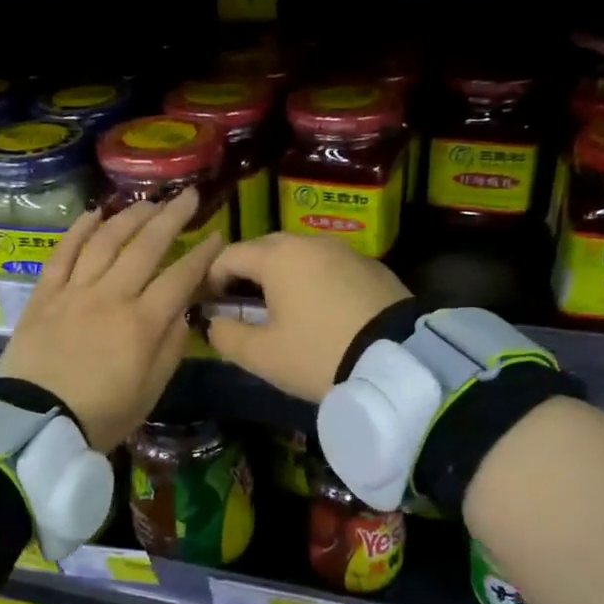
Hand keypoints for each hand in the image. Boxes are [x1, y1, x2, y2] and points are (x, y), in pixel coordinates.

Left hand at [0, 189, 224, 450]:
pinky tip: (95, 214)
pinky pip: (63, 253)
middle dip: (172, 217)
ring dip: (130, 216)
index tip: (217, 236)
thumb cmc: (101, 415)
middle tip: (189, 196)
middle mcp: (112, 295)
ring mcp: (75, 291)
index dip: (203, 255)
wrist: (35, 423)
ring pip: (106, 241)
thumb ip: (170, 347)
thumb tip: (180, 312)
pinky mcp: (45, 294)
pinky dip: (79, 230)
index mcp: (143, 323)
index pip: (181, 278)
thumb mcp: (150, 390)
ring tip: (148, 202)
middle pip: (146, 246)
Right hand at [201, 234, 411, 401]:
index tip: (206, 306)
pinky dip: (314, 284)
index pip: (228, 256)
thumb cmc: (317, 353)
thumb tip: (215, 323)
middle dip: (245, 276)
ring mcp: (345, 252)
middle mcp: (310, 242)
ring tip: (280, 313)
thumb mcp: (262, 355)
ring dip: (282, 279)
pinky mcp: (372, 268)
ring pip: (300, 258)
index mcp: (277, 256)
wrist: (396, 361)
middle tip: (241, 309)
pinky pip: (329, 269)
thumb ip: (226, 335)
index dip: (210, 280)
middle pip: (265, 251)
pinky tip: (320, 314)